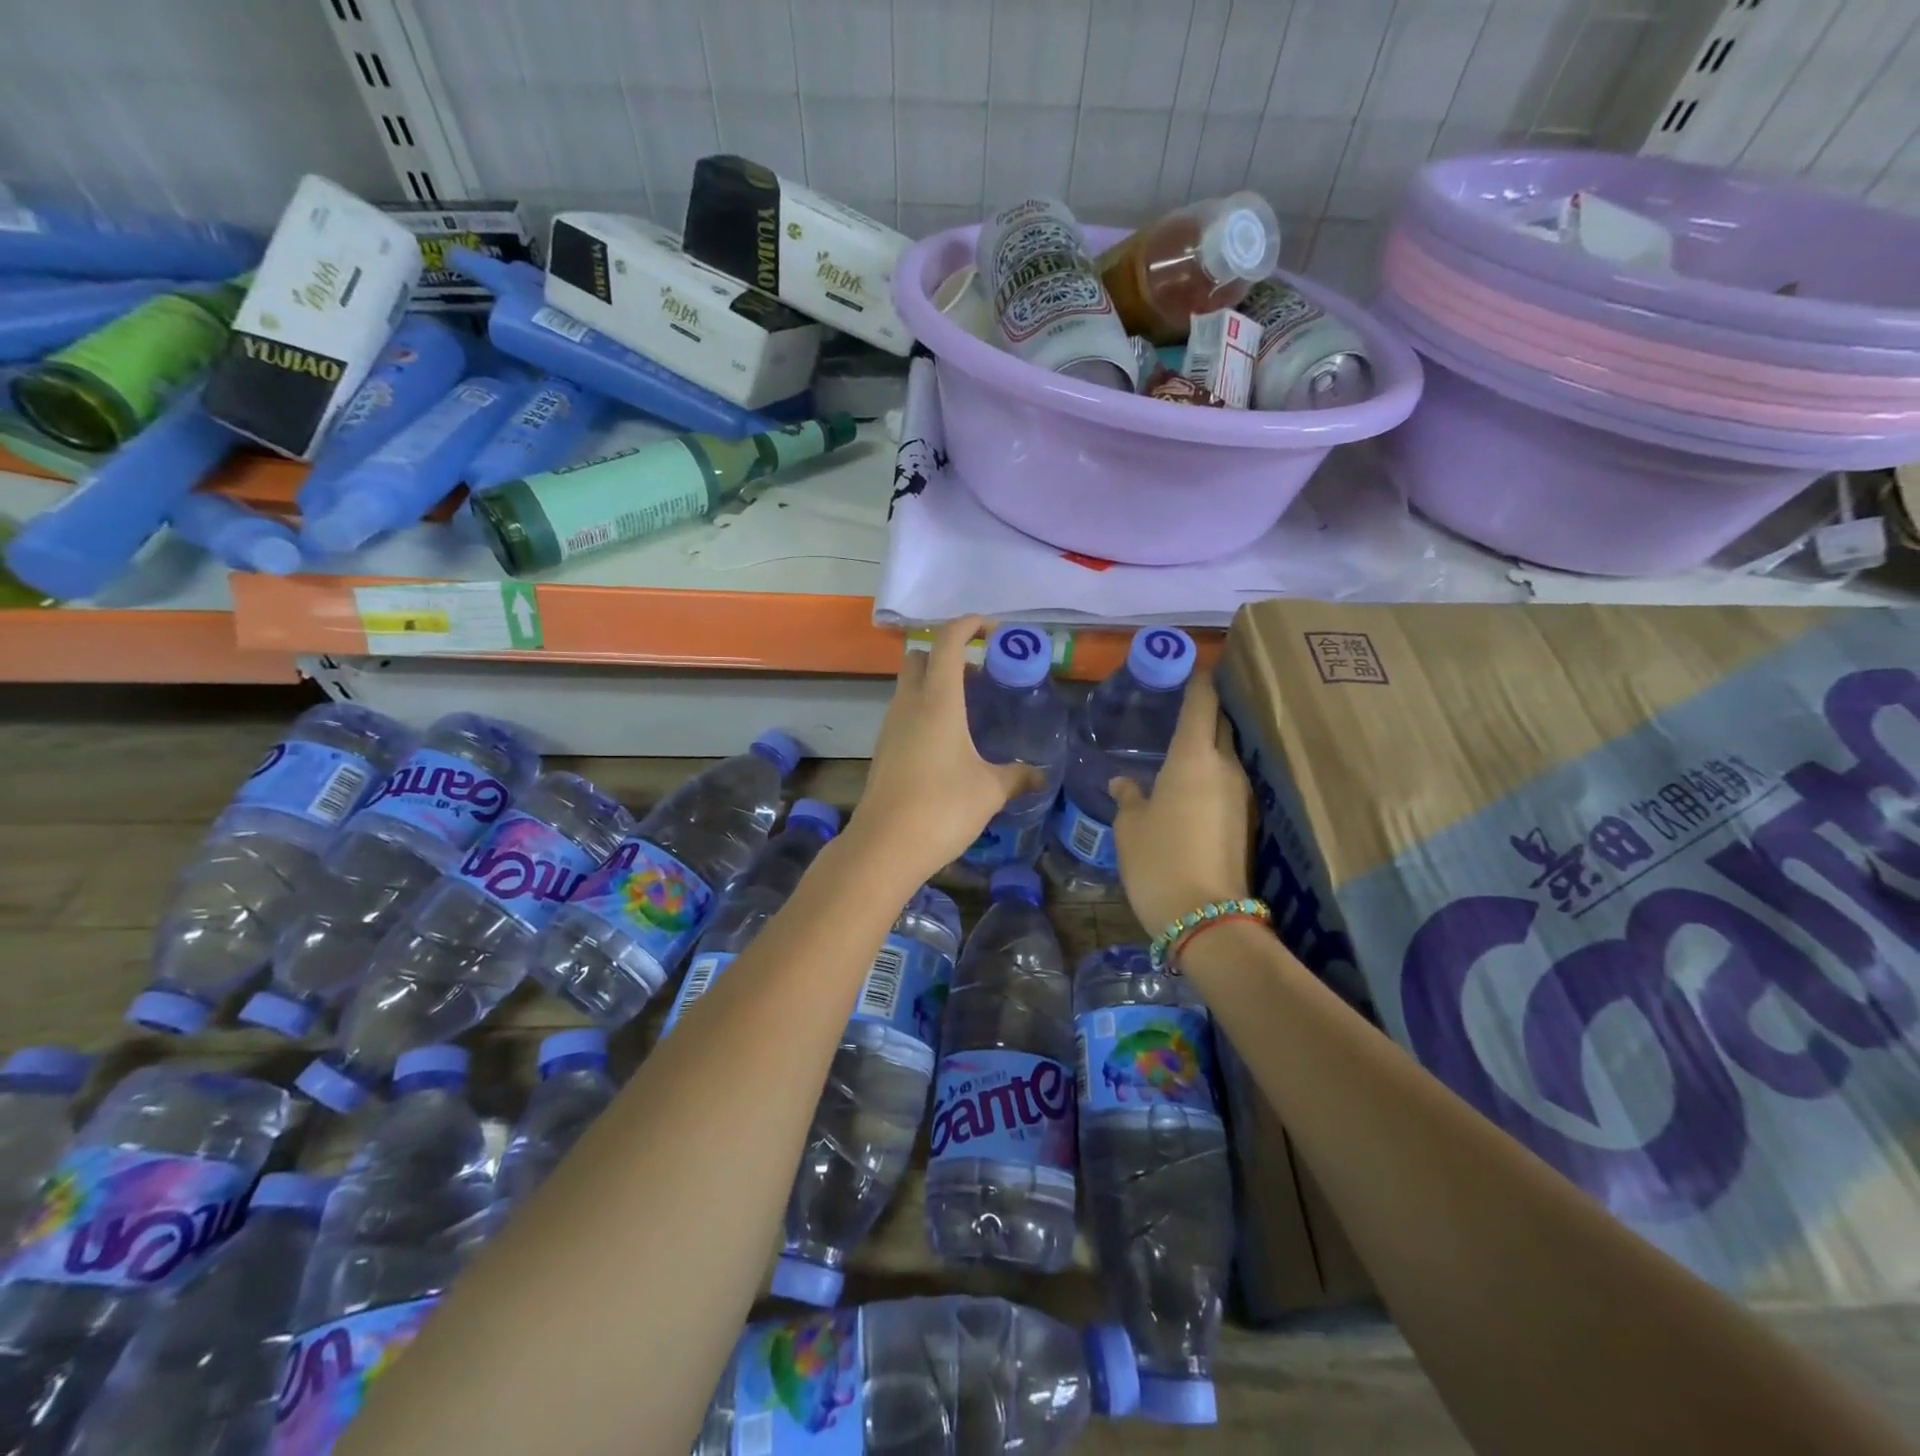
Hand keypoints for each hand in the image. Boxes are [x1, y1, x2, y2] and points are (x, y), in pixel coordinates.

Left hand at [847, 617, 1040, 882]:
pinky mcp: (884, 749)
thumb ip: (1017, 776)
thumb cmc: (942, 808)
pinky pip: (905, 711)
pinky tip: (949, 740)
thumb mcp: (990, 790)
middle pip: (921, 657)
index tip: (993, 629)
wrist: (884, 846)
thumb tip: (1041, 774)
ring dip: (936, 683)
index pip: (948, 642)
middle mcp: (910, 704)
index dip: (969, 625)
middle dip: (949, 653)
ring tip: (970, 708)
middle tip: (981, 673)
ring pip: (910, 685)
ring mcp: (891, 726)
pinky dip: (926, 708)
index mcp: (938, 701)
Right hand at [1110, 672, 1253, 933]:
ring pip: (1226, 756)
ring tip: (1181, 747)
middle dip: (1206, 711)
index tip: (1193, 665)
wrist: (1207, 918)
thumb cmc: (1158, 861)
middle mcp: (1226, 768)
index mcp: (1193, 758)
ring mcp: (1242, 796)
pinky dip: (1212, 775)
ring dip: (1209, 746)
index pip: (1202, 704)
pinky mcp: (1247, 821)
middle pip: (1221, 725)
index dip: (1198, 681)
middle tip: (1182, 706)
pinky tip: (1191, 787)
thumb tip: (1124, 781)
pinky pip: (1228, 783)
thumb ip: (1129, 797)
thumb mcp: (1130, 827)